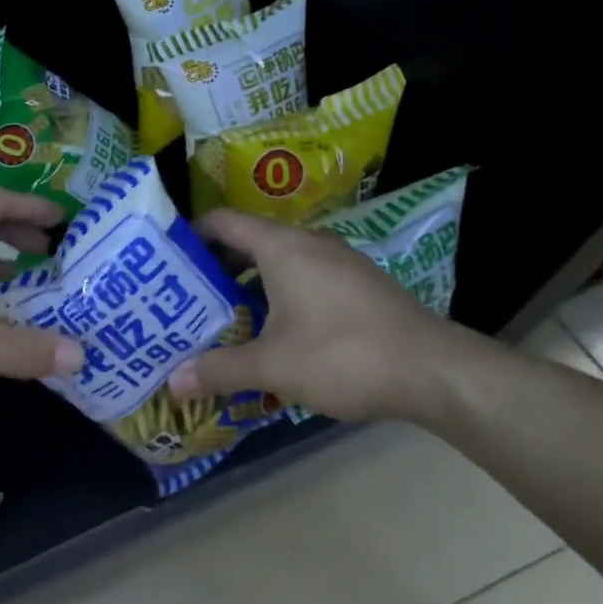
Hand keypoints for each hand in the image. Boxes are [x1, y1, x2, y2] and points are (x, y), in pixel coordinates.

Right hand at [166, 208, 466, 424]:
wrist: (435, 371)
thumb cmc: (343, 355)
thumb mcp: (273, 366)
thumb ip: (220, 370)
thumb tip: (172, 382)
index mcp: (281, 247)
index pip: (222, 222)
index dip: (190, 235)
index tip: (166, 262)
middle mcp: (308, 242)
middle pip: (247, 242)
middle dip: (215, 269)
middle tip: (186, 299)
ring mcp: (338, 261)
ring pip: (278, 262)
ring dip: (249, 286)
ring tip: (224, 319)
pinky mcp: (359, 284)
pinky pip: (305, 277)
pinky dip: (280, 295)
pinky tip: (275, 334)